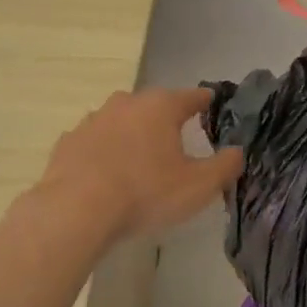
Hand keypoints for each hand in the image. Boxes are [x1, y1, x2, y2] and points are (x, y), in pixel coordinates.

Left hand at [39, 87, 243, 240]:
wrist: (76, 209)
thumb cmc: (146, 192)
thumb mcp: (198, 186)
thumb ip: (225, 166)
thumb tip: (237, 152)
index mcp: (161, 107)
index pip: (192, 96)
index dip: (206, 101)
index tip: (213, 103)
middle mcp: (127, 103)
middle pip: (154, 106)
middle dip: (165, 119)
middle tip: (176, 140)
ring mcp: (93, 119)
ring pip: (121, 121)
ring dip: (132, 134)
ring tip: (139, 159)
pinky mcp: (69, 141)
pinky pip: (95, 142)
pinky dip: (103, 152)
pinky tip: (105, 173)